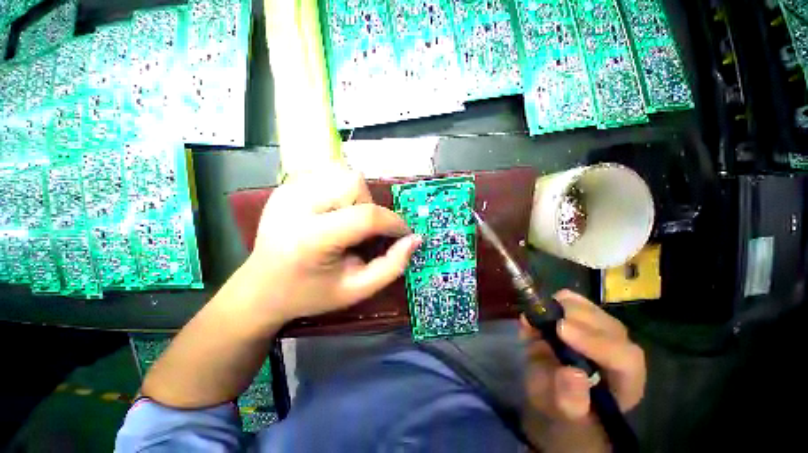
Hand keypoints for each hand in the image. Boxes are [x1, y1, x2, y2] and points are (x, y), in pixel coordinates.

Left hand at [241, 165, 421, 325]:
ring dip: (356, 196)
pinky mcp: (284, 186)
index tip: (403, 234)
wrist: (260, 288)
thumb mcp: (356, 290)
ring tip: (346, 219)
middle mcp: (295, 206)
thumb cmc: (310, 294)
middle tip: (362, 231)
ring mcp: (287, 191)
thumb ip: (391, 266)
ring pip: (342, 173)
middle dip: (369, 206)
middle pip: (353, 183)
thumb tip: (415, 239)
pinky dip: (340, 190)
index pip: (366, 216)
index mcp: (311, 238)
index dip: (393, 223)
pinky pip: (327, 173)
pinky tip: (331, 211)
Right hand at [521, 290, 645, 451]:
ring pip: (592, 309)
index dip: (595, 341)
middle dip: (576, 317)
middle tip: (544, 315)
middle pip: (609, 326)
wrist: (550, 400)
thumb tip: (572, 373)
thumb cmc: (561, 415)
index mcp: (625, 383)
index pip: (625, 358)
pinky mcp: (579, 322)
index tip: (560, 329)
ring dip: (563, 306)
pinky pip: (572, 302)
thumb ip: (570, 401)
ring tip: (538, 313)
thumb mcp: (562, 416)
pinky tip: (537, 310)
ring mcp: (599, 334)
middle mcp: (618, 353)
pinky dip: (553, 301)